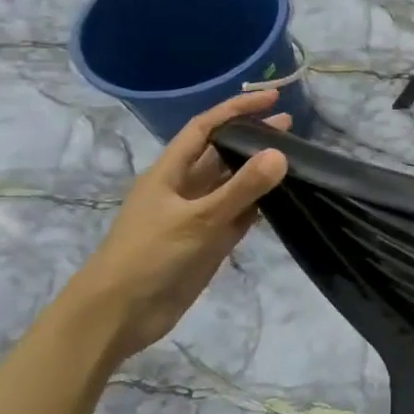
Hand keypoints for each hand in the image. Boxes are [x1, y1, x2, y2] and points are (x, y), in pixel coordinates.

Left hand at [64, 91, 291, 363]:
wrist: (118, 315)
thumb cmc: (149, 257)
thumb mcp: (198, 219)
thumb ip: (241, 188)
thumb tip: (280, 153)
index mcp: (170, 172)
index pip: (206, 128)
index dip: (237, 109)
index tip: (273, 98)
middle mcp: (184, 188)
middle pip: (222, 153)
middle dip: (253, 137)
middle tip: (291, 127)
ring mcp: (197, 216)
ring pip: (234, 184)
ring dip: (260, 171)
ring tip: (295, 158)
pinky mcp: (208, 241)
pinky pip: (239, 214)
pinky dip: (260, 204)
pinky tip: (283, 198)